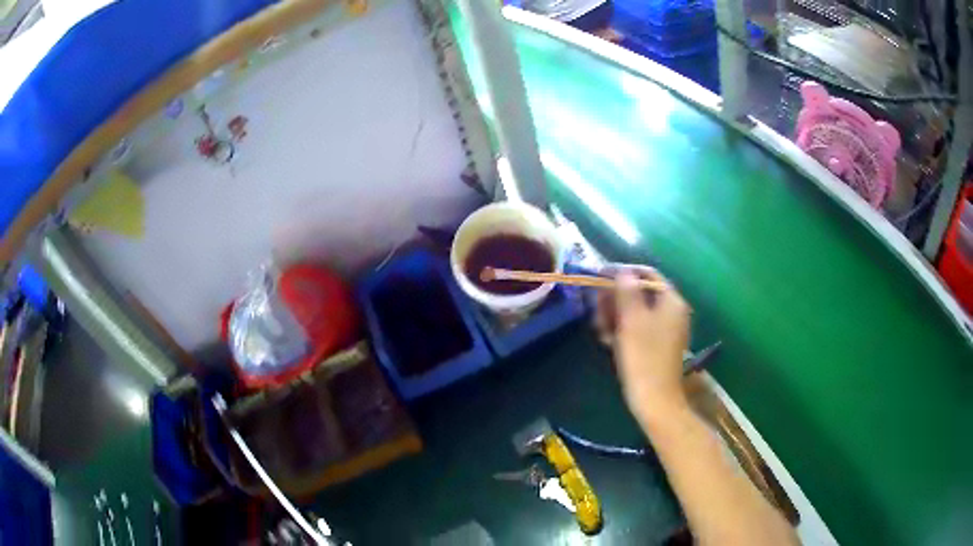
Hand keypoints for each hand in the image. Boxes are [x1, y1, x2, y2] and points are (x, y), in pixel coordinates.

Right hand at [595, 265, 690, 420]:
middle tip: (596, 310)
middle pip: (640, 292)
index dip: (622, 272)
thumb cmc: (643, 356)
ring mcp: (665, 329)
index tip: (598, 278)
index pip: (646, 274)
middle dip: (615, 299)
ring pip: (635, 311)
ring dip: (615, 316)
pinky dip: (623, 330)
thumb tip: (621, 271)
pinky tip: (608, 341)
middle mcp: (671, 311)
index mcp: (671, 300)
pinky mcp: (657, 345)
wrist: (654, 399)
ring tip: (600, 330)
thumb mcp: (631, 319)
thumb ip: (626, 290)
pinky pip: (638, 328)